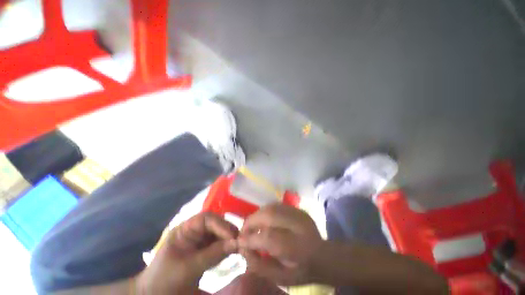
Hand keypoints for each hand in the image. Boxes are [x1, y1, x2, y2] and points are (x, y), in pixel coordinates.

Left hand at [136, 212, 238, 294]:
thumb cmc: (165, 280)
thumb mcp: (188, 268)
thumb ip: (212, 254)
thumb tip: (236, 242)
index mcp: (185, 229)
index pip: (206, 219)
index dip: (221, 224)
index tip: (233, 236)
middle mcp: (195, 232)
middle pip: (216, 225)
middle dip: (227, 232)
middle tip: (240, 241)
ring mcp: (201, 242)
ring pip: (219, 235)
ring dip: (229, 240)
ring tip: (240, 247)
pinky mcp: (205, 252)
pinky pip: (219, 246)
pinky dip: (227, 249)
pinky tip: (234, 253)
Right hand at [238, 204, 323, 285]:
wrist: (324, 256)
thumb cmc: (301, 270)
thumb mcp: (281, 278)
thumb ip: (260, 265)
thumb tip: (243, 248)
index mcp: (298, 248)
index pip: (269, 238)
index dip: (251, 238)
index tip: (239, 241)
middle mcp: (299, 226)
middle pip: (270, 215)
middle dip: (252, 221)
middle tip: (244, 231)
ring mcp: (300, 214)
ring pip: (272, 207)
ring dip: (257, 214)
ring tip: (252, 225)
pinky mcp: (298, 209)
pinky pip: (276, 205)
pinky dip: (265, 211)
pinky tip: (262, 220)